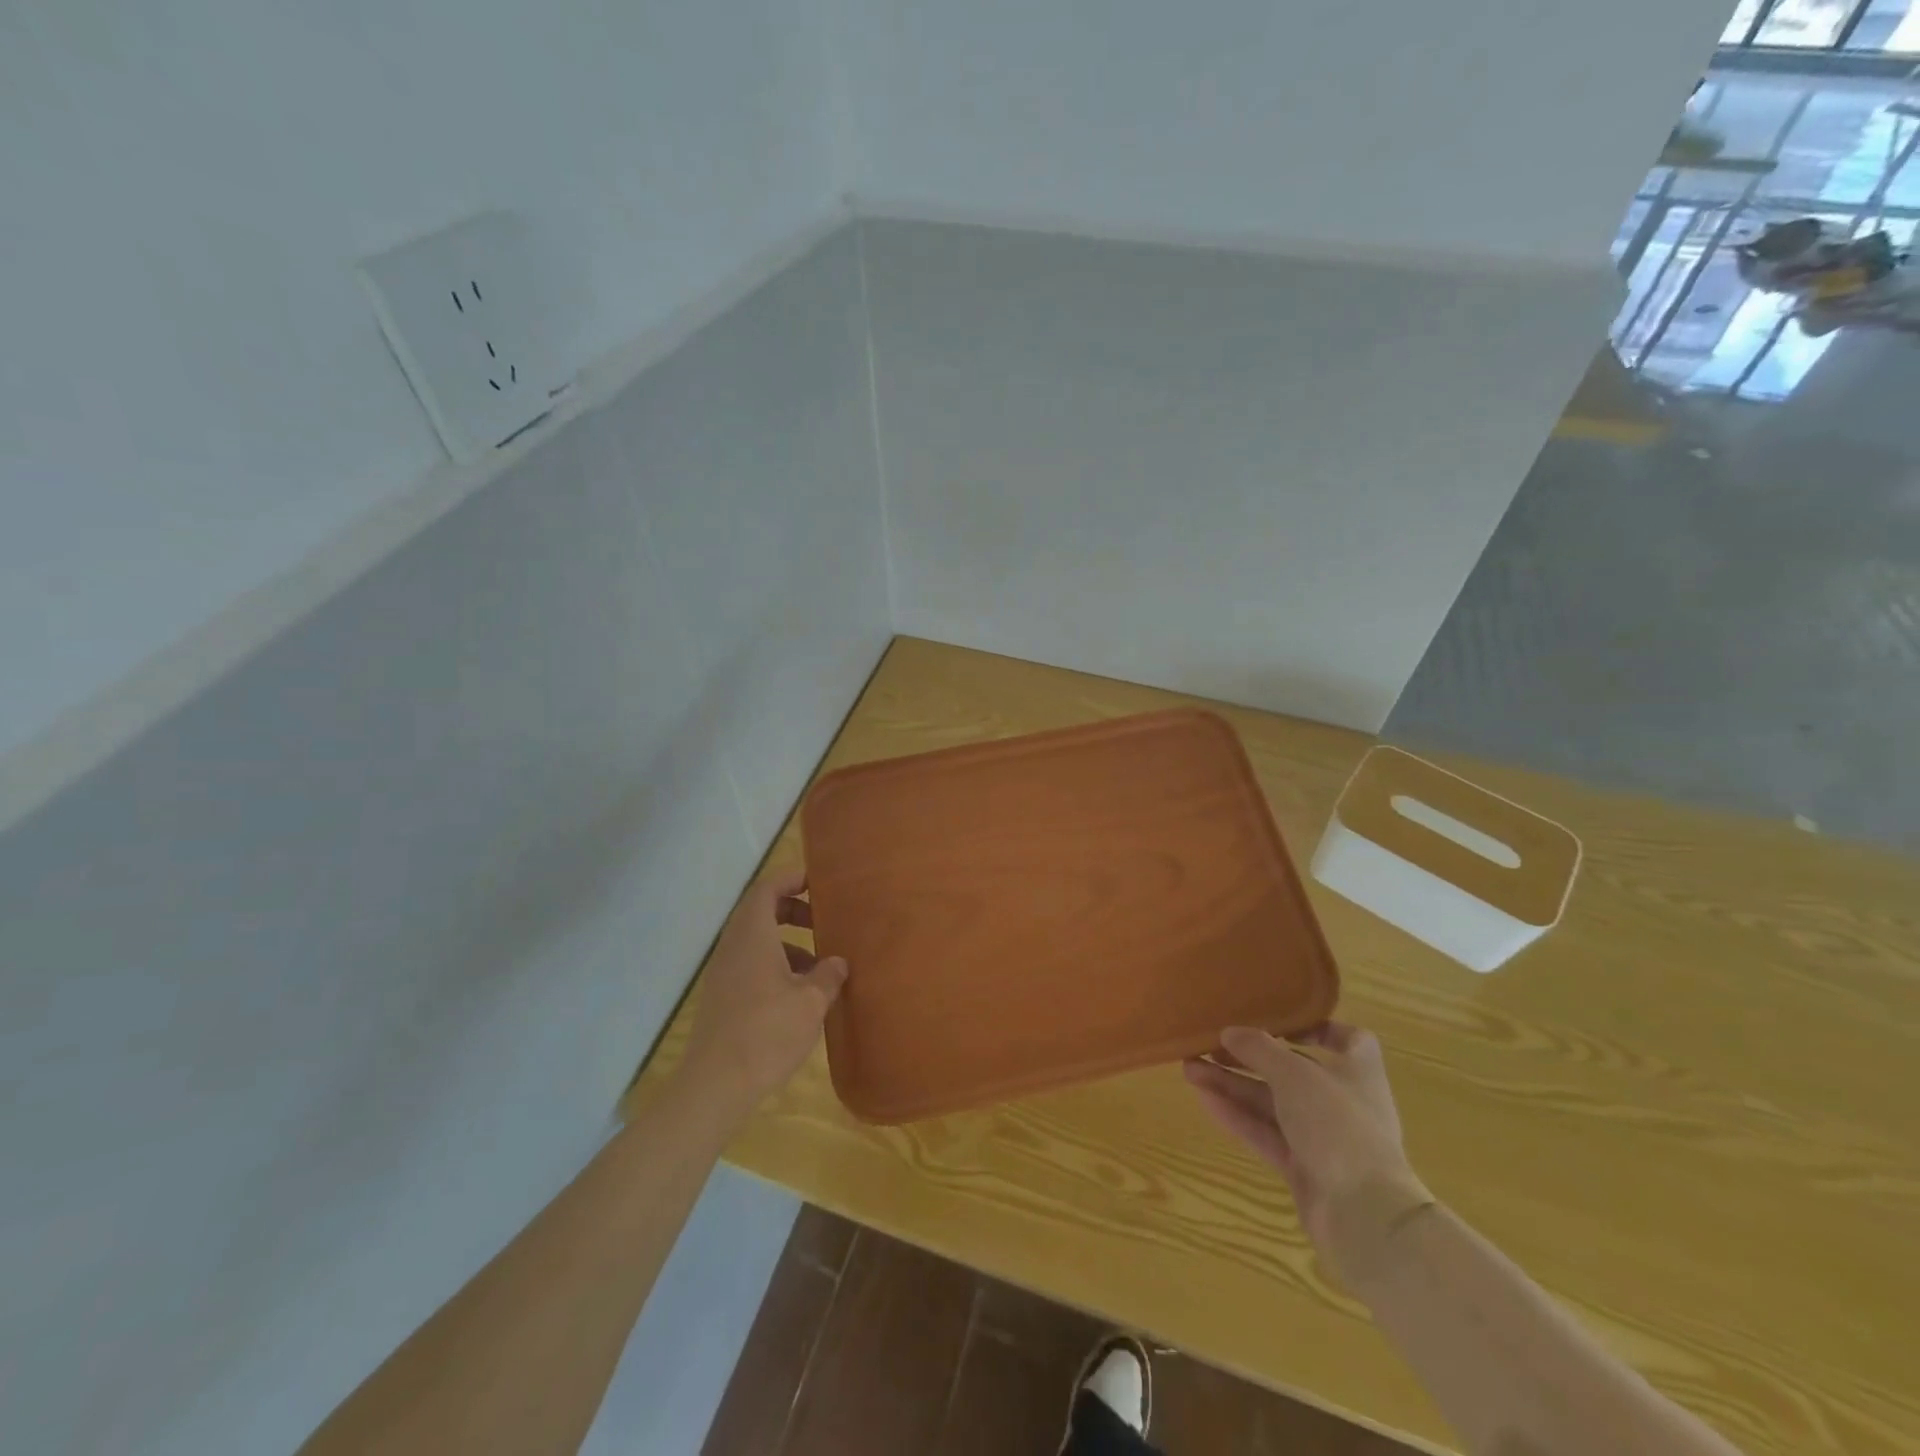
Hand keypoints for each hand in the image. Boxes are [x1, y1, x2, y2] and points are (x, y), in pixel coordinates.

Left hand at [677, 869, 847, 1125]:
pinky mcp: (722, 998)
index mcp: (753, 935)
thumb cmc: (767, 1032)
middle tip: (823, 921)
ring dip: (788, 943)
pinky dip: (776, 966)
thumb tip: (837, 962)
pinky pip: (751, 965)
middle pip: (761, 911)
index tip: (819, 882)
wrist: (715, 1085)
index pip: (768, 888)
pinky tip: (799, 995)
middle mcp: (733, 946)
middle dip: (794, 910)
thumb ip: (828, 975)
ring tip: (820, 966)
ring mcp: (724, 973)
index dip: (792, 878)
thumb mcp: (811, 1002)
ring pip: (757, 941)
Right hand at [1184, 1023, 1429, 1284]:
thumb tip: (1229, 1032)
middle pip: (1291, 1070)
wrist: (1363, 1214)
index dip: (1314, 1027)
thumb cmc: (1339, 1125)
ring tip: (1189, 1068)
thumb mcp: (1294, 1074)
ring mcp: (1322, 1137)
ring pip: (1271, 1102)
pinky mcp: (1303, 1167)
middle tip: (1208, 1044)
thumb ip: (1259, 1049)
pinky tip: (1203, 1099)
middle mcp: (1342, 1101)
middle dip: (1248, 1057)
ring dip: (1232, 1084)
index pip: (1345, 1039)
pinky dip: (1236, 1115)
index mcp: (1357, 1071)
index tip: (1277, 1022)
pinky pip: (1265, 1133)